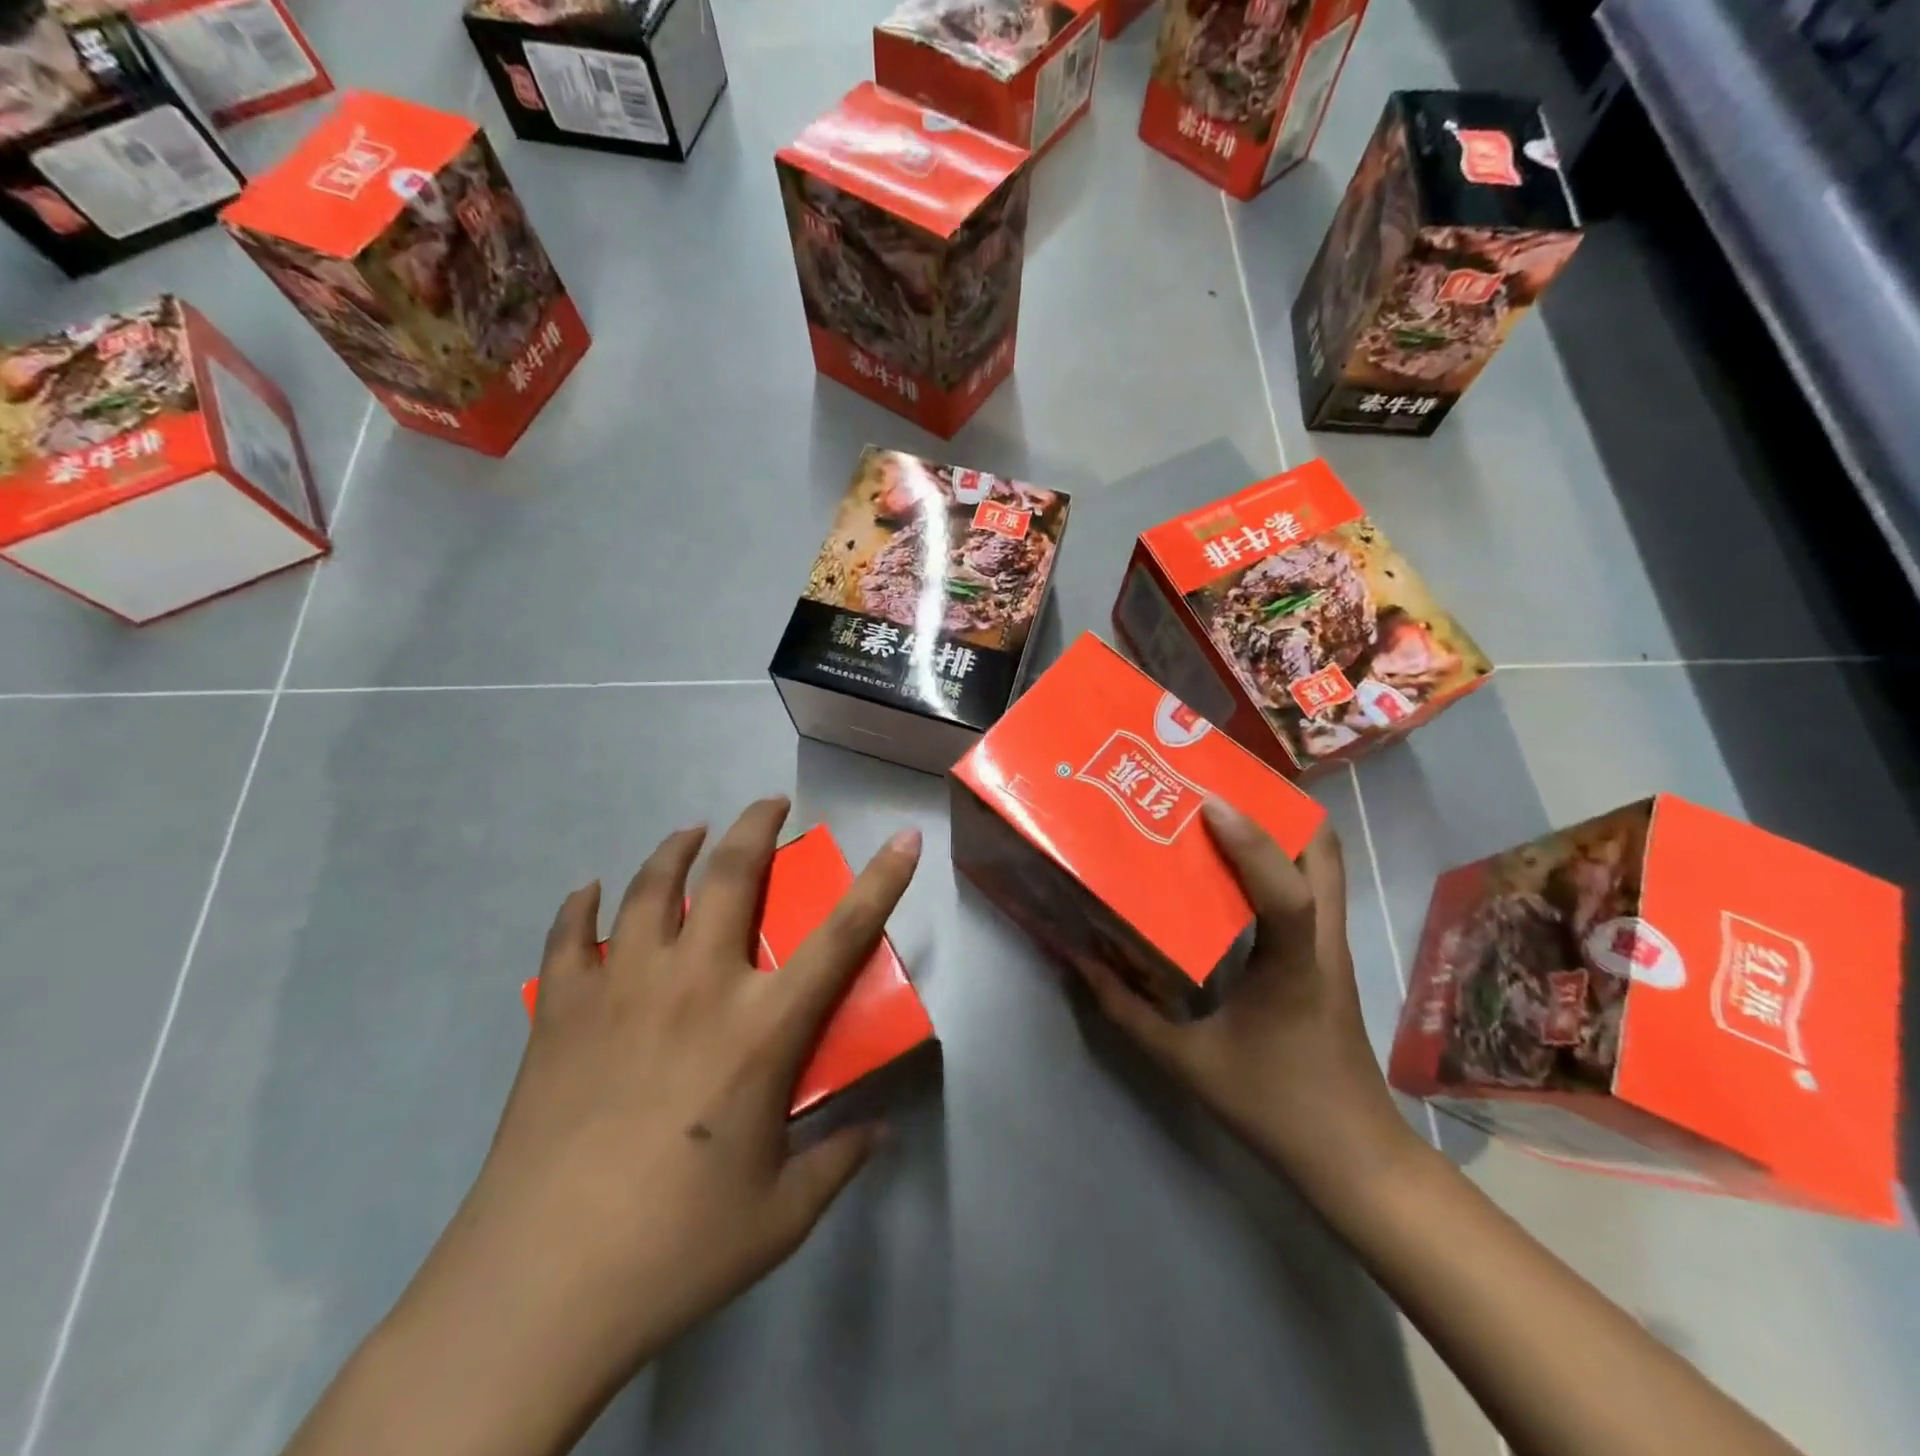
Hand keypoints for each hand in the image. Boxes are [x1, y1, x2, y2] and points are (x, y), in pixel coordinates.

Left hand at [308, 799, 923, 1455]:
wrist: (537, 1289)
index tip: (903, 839)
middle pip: (731, 875)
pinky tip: (588, 892)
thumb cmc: (676, 1249)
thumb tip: (880, 1134)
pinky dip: (579, 905)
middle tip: (769, 805)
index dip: (881, 882)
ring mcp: (622, 990)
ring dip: (676, 848)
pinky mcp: (561, 1012)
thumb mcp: (780, 1215)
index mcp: (761, 1029)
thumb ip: (838, 1162)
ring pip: (650, 888)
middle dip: (756, 826)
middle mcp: (697, 986)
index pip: (841, 936)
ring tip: (690, 834)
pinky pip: (569, 936)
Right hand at [1075, 800, 1412, 1195]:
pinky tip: (1237, 868)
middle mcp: (1324, 942)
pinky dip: (1283, 860)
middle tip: (1219, 787)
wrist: (1353, 1156)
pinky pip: (1315, 889)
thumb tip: (1081, 962)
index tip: (1208, 802)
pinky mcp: (1330, 957)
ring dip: (1283, 828)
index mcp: (1295, 966)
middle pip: (1326, 853)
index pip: (1287, 892)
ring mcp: (1335, 947)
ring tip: (1225, 812)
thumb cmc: (1273, 1106)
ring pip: (1326, 865)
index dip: (1252, 842)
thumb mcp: (1187, 1063)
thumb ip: (1127, 1012)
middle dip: (1279, 808)